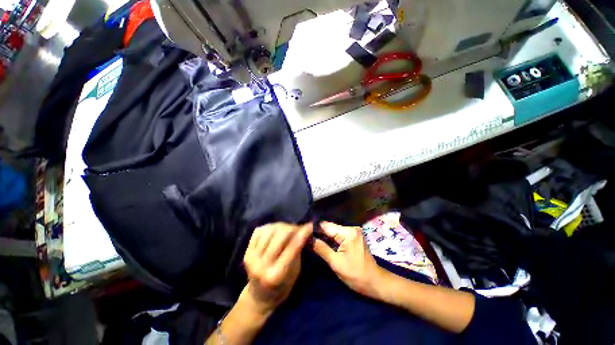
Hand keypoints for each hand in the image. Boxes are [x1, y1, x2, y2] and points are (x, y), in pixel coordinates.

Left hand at [243, 223, 311, 314]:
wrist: (258, 297)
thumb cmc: (282, 287)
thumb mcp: (295, 272)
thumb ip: (297, 251)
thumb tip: (303, 231)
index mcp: (276, 275)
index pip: (292, 248)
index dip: (302, 234)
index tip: (310, 226)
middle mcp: (261, 266)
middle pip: (280, 235)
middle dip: (292, 229)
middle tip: (298, 229)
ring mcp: (251, 258)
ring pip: (270, 230)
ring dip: (281, 227)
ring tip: (287, 230)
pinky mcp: (245, 252)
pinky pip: (259, 230)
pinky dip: (269, 228)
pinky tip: (274, 233)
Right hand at [311, 222, 383, 298]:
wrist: (375, 283)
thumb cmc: (356, 275)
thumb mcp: (336, 263)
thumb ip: (321, 248)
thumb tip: (307, 239)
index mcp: (348, 232)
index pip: (326, 226)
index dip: (314, 229)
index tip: (302, 233)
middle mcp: (351, 228)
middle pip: (330, 228)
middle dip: (318, 233)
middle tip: (305, 238)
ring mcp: (354, 231)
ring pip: (334, 231)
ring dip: (324, 236)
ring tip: (311, 240)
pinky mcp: (354, 236)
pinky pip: (339, 235)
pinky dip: (331, 239)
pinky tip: (323, 243)